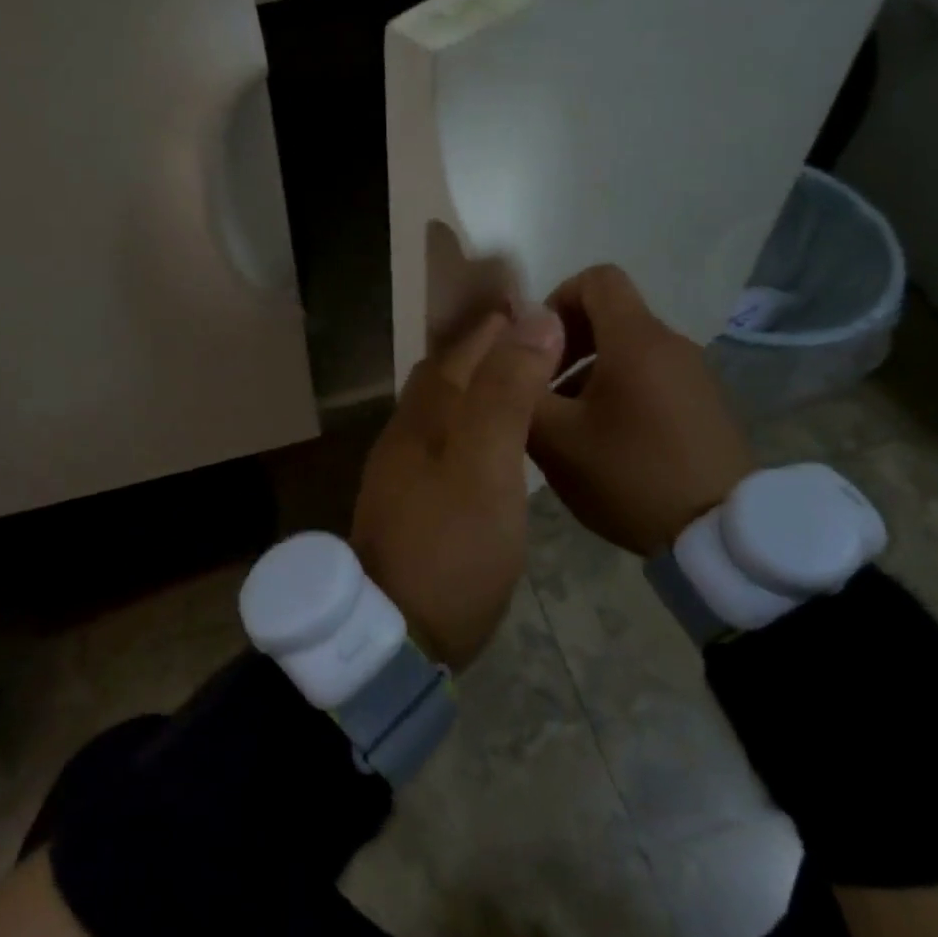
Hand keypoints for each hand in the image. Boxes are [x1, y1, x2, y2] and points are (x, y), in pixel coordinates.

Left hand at [350, 309, 564, 669]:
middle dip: (486, 348)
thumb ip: (506, 392)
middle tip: (538, 340)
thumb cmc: (450, 544)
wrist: (399, 631)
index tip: (535, 304)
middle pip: (447, 373)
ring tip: (526, 383)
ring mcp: (407, 469)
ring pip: (445, 408)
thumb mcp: (486, 464)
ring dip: (480, 386)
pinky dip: (474, 424)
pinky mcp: (416, 501)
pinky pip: (447, 441)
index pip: (460, 349)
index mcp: (424, 415)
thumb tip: (532, 319)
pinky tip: (498, 441)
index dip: (495, 323)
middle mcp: (408, 432)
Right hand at [528, 264, 754, 555]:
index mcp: (636, 340)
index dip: (557, 299)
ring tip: (567, 423)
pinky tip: (604, 440)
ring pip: (627, 348)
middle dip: (566, 342)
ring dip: (588, 371)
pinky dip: (618, 390)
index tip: (537, 347)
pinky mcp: (703, 402)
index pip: (597, 278)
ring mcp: (693, 373)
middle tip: (542, 389)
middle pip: (610, 314)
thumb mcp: (555, 439)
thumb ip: (522, 387)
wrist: (720, 535)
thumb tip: (509, 349)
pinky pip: (650, 375)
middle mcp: (670, 343)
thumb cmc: (630, 475)